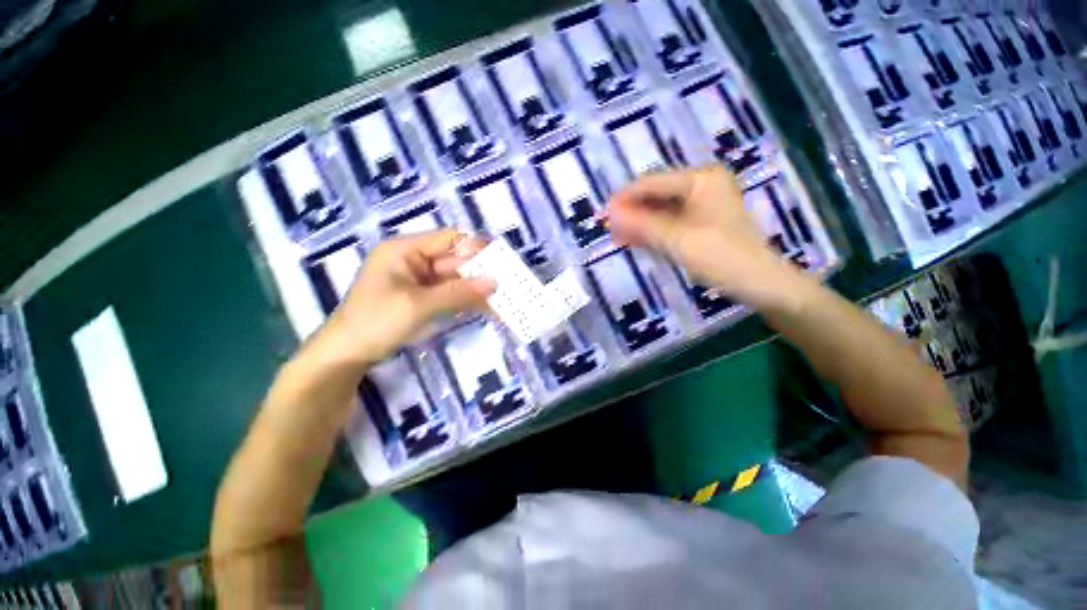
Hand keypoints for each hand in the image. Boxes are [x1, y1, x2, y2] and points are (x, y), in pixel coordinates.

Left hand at [311, 229, 493, 367]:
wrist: (348, 355)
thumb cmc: (376, 322)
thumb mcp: (419, 305)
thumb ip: (458, 292)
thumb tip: (494, 281)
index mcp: (406, 250)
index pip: (449, 239)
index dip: (476, 247)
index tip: (501, 261)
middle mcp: (414, 260)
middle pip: (455, 260)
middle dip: (481, 273)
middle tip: (509, 285)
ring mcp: (420, 281)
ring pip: (456, 279)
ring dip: (477, 289)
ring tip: (504, 299)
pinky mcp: (424, 298)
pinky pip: (451, 294)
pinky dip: (468, 301)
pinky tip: (488, 309)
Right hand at [607, 166, 807, 311]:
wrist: (761, 284)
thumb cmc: (721, 257)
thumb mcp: (677, 240)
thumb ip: (641, 225)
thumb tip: (610, 215)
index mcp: (701, 178)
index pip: (653, 183)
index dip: (625, 198)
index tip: (603, 214)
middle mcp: (703, 184)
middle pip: (657, 196)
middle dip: (632, 212)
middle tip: (610, 230)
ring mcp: (704, 204)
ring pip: (662, 210)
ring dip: (641, 224)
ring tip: (619, 237)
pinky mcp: (703, 222)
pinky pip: (671, 222)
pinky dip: (654, 232)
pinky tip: (636, 240)